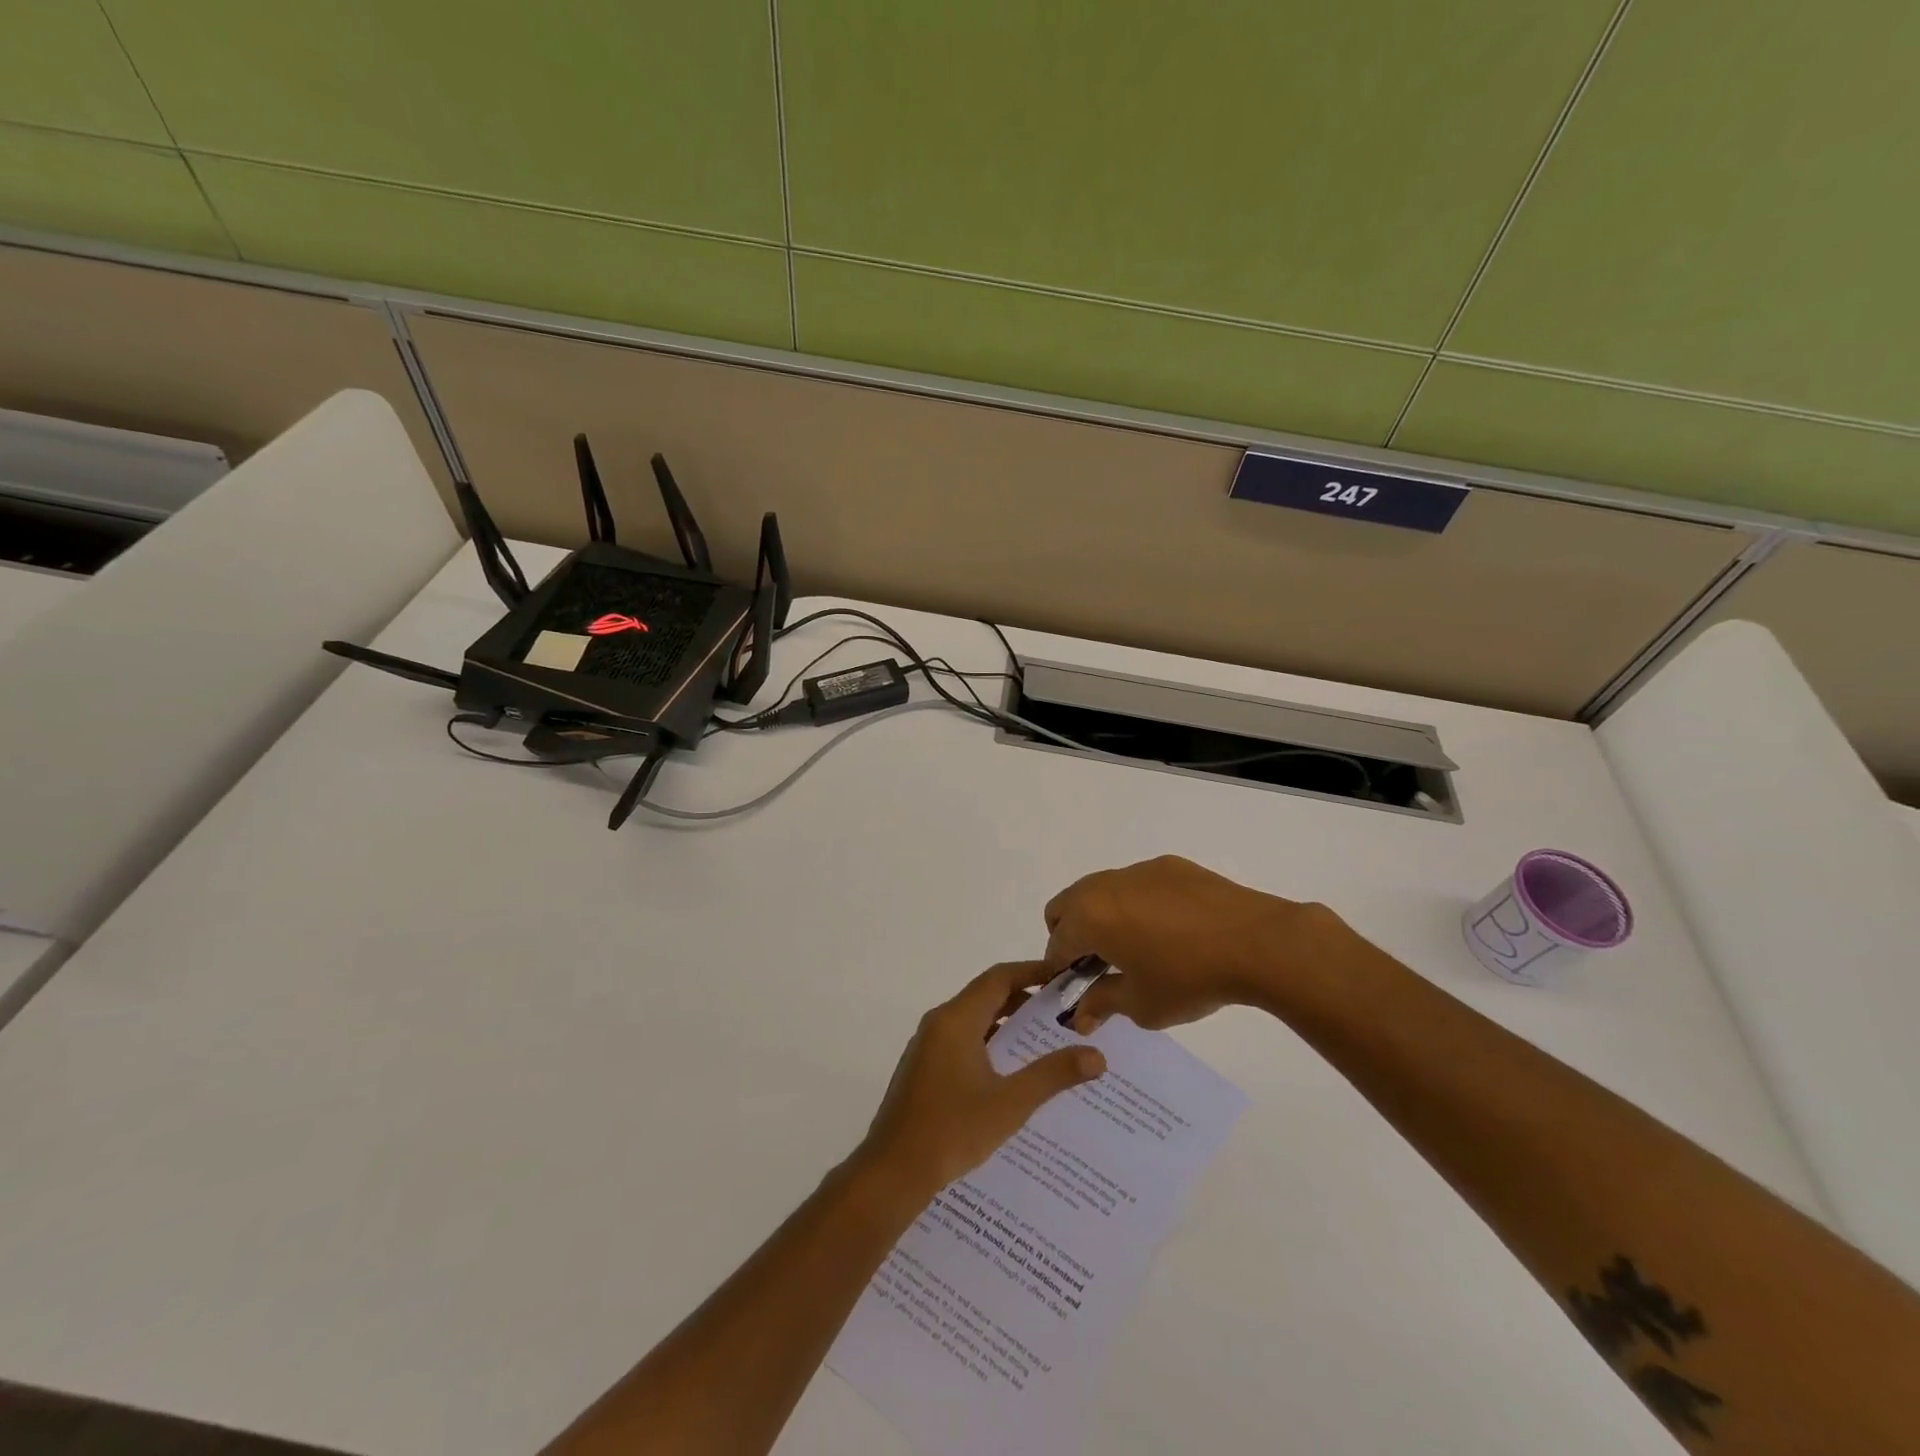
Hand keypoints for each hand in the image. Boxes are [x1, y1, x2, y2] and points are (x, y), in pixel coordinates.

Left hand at [857, 962, 1106, 1200]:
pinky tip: (1012, 1071)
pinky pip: (962, 1040)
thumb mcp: (1010, 1103)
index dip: (1032, 971)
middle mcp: (939, 1023)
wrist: (893, 1171)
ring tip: (1045, 1039)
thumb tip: (1096, 1056)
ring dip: (1007, 1023)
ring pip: (974, 1020)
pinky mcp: (924, 1068)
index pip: (999, 977)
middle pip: (986, 995)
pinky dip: (989, 1042)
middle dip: (1024, 998)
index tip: (1064, 977)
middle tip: (1063, 1010)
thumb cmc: (952, 1130)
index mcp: (956, 1019)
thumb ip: (1052, 1075)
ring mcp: (928, 1046)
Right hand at [1044, 855, 1347, 1031]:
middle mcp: (1104, 885)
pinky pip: (1136, 884)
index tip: (1078, 990)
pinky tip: (1170, 930)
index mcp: (1089, 917)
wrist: (1256, 942)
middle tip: (1099, 966)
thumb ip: (1102, 1004)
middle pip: (1066, 907)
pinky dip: (1136, 904)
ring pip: (1100, 891)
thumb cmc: (1189, 978)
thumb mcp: (1141, 1004)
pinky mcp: (1168, 866)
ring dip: (1103, 917)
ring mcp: (1137, 870)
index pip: (1056, 944)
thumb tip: (1080, 1015)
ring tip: (1137, 947)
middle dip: (1072, 936)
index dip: (1060, 971)